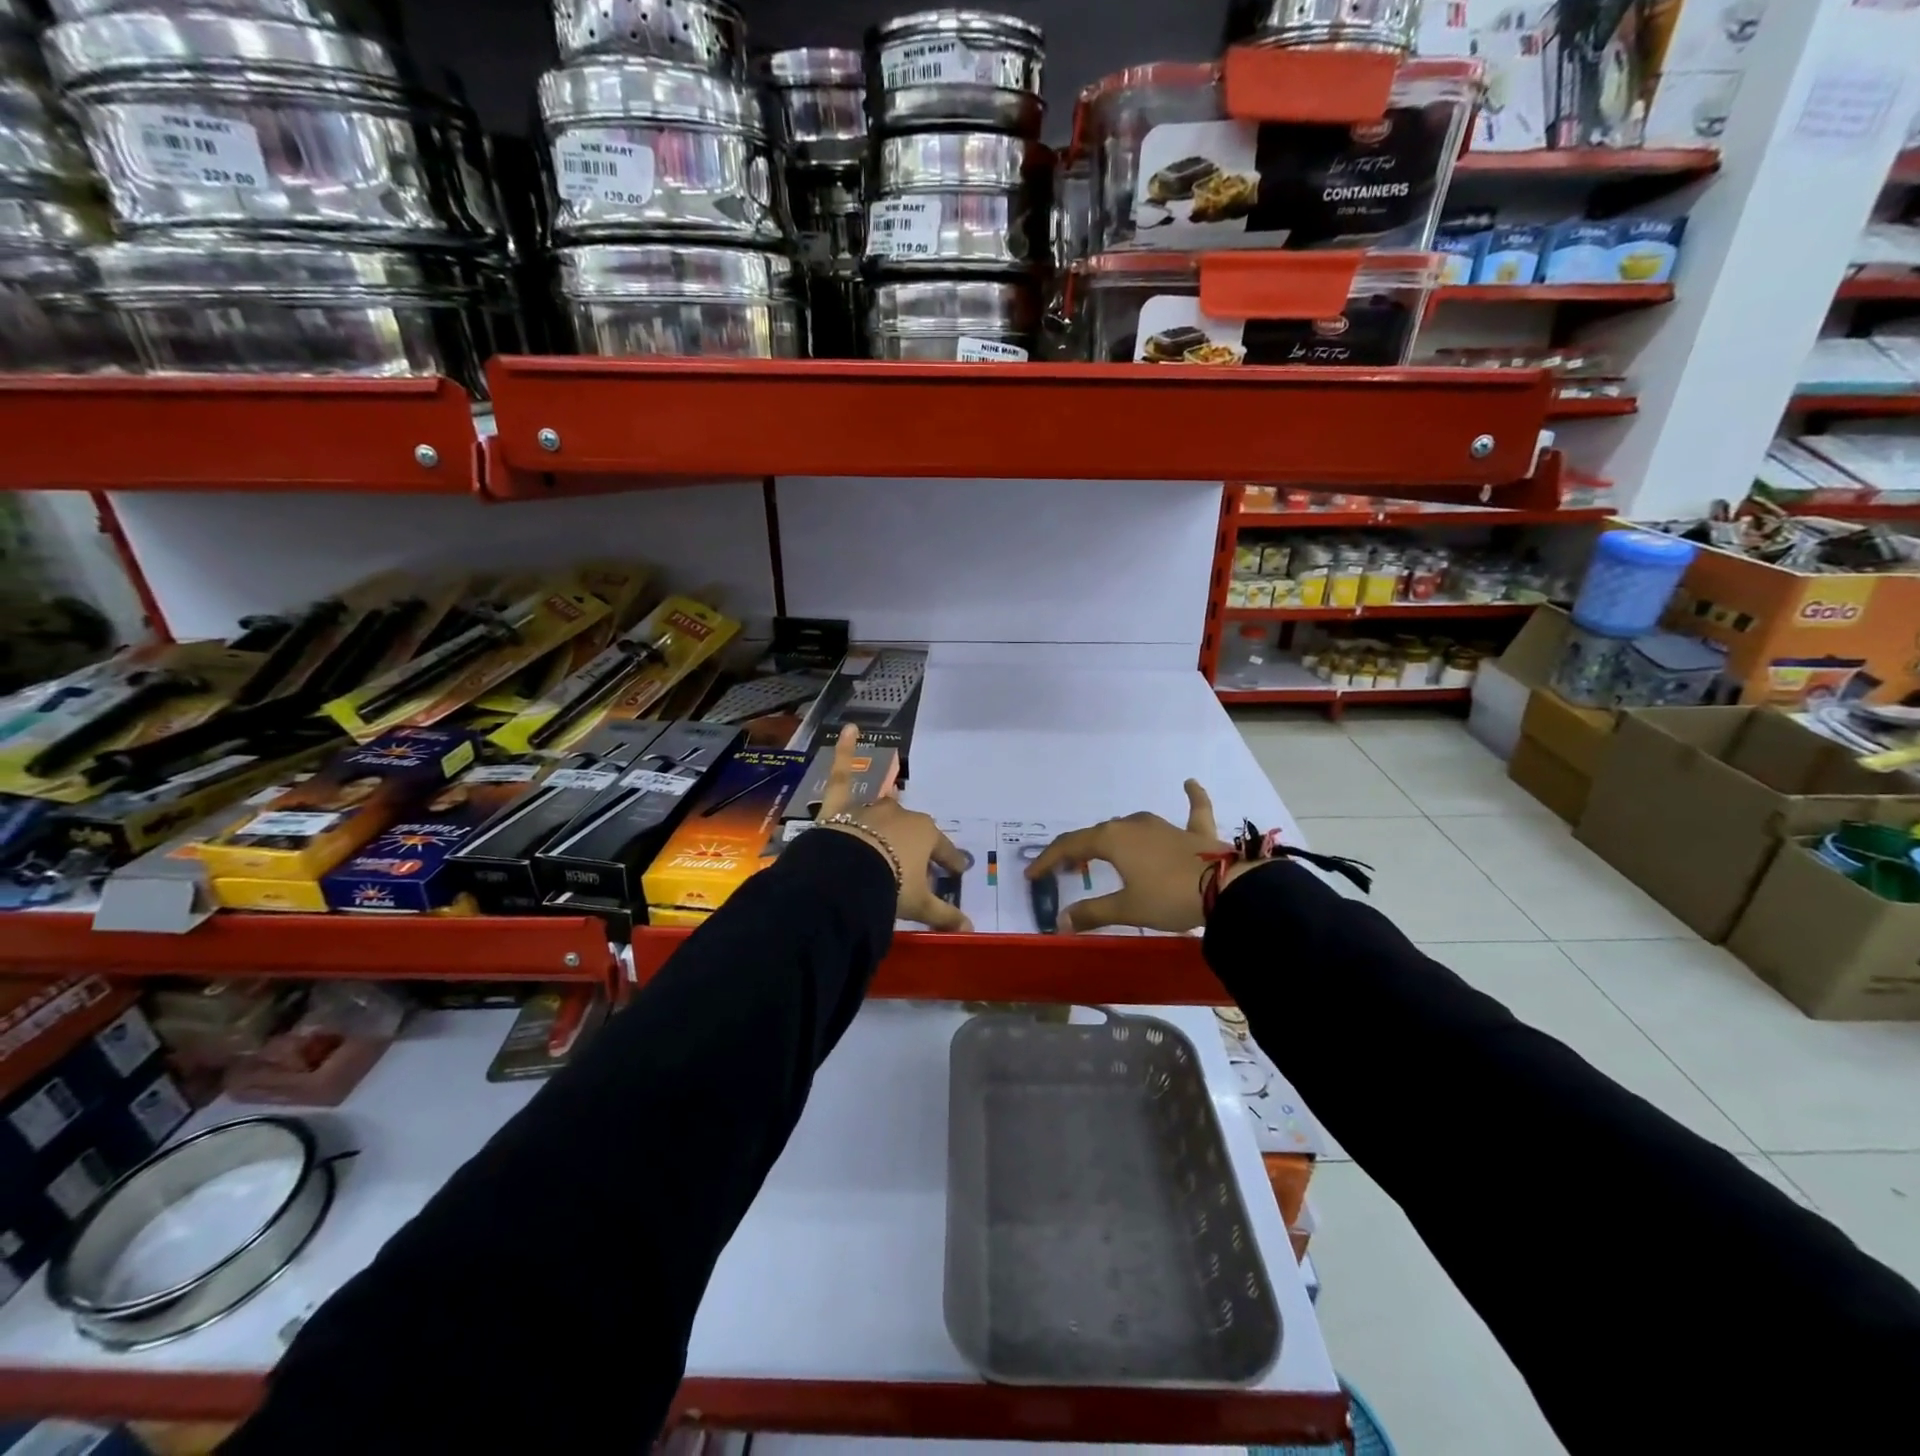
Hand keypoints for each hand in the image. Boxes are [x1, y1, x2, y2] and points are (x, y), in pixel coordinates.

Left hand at [814, 726, 971, 931]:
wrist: (848, 875)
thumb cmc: (890, 886)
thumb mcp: (919, 904)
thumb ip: (945, 915)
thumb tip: (971, 930)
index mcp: (925, 835)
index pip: (943, 850)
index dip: (950, 862)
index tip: (957, 871)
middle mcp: (902, 815)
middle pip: (914, 829)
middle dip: (917, 844)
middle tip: (916, 863)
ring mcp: (871, 805)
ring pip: (884, 803)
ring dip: (889, 809)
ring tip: (892, 814)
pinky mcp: (841, 803)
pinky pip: (843, 773)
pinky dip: (844, 750)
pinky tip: (850, 728)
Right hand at [1025, 780, 1230, 933]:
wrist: (1227, 889)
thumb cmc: (1168, 897)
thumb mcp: (1127, 908)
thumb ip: (1092, 913)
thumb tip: (1060, 923)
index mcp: (1112, 840)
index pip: (1070, 845)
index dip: (1048, 860)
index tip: (1032, 875)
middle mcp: (1134, 825)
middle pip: (1098, 834)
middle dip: (1079, 850)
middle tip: (1068, 869)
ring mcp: (1165, 825)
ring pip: (1132, 825)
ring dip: (1114, 837)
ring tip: (1103, 850)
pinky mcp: (1195, 832)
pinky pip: (1192, 810)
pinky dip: (1191, 798)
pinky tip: (1190, 782)